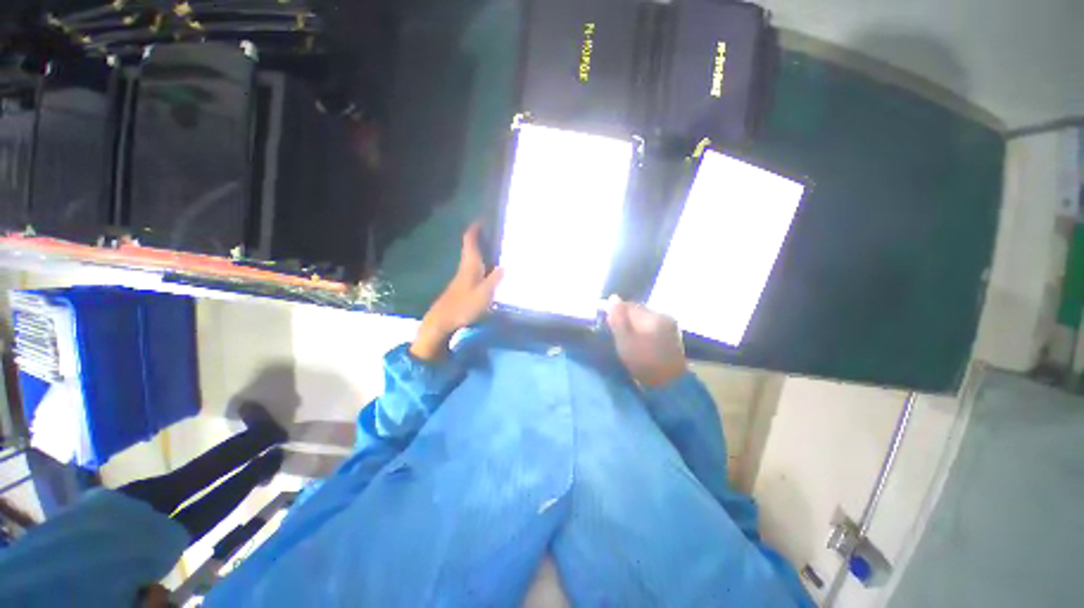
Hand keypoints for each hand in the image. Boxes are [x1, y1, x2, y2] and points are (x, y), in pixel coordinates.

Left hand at [411, 223, 503, 360]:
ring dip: (481, 250)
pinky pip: (474, 268)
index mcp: (470, 265)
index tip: (482, 218)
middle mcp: (465, 267)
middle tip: (495, 231)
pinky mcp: (462, 286)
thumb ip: (495, 279)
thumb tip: (504, 266)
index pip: (470, 241)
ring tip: (496, 247)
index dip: (475, 228)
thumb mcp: (484, 293)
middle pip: (471, 247)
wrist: (442, 321)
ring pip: (473, 258)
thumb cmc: (464, 305)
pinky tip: (489, 268)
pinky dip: (481, 262)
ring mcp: (462, 277)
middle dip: (481, 237)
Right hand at [606, 296, 687, 386]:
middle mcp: (664, 317)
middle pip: (638, 312)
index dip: (616, 312)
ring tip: (625, 341)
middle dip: (625, 320)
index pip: (630, 305)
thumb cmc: (644, 362)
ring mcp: (670, 328)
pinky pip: (652, 329)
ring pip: (645, 321)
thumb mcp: (625, 340)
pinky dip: (643, 334)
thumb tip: (613, 297)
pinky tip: (638, 346)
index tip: (607, 325)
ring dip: (634, 327)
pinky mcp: (672, 339)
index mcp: (654, 315)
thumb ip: (618, 318)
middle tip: (615, 335)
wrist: (669, 386)